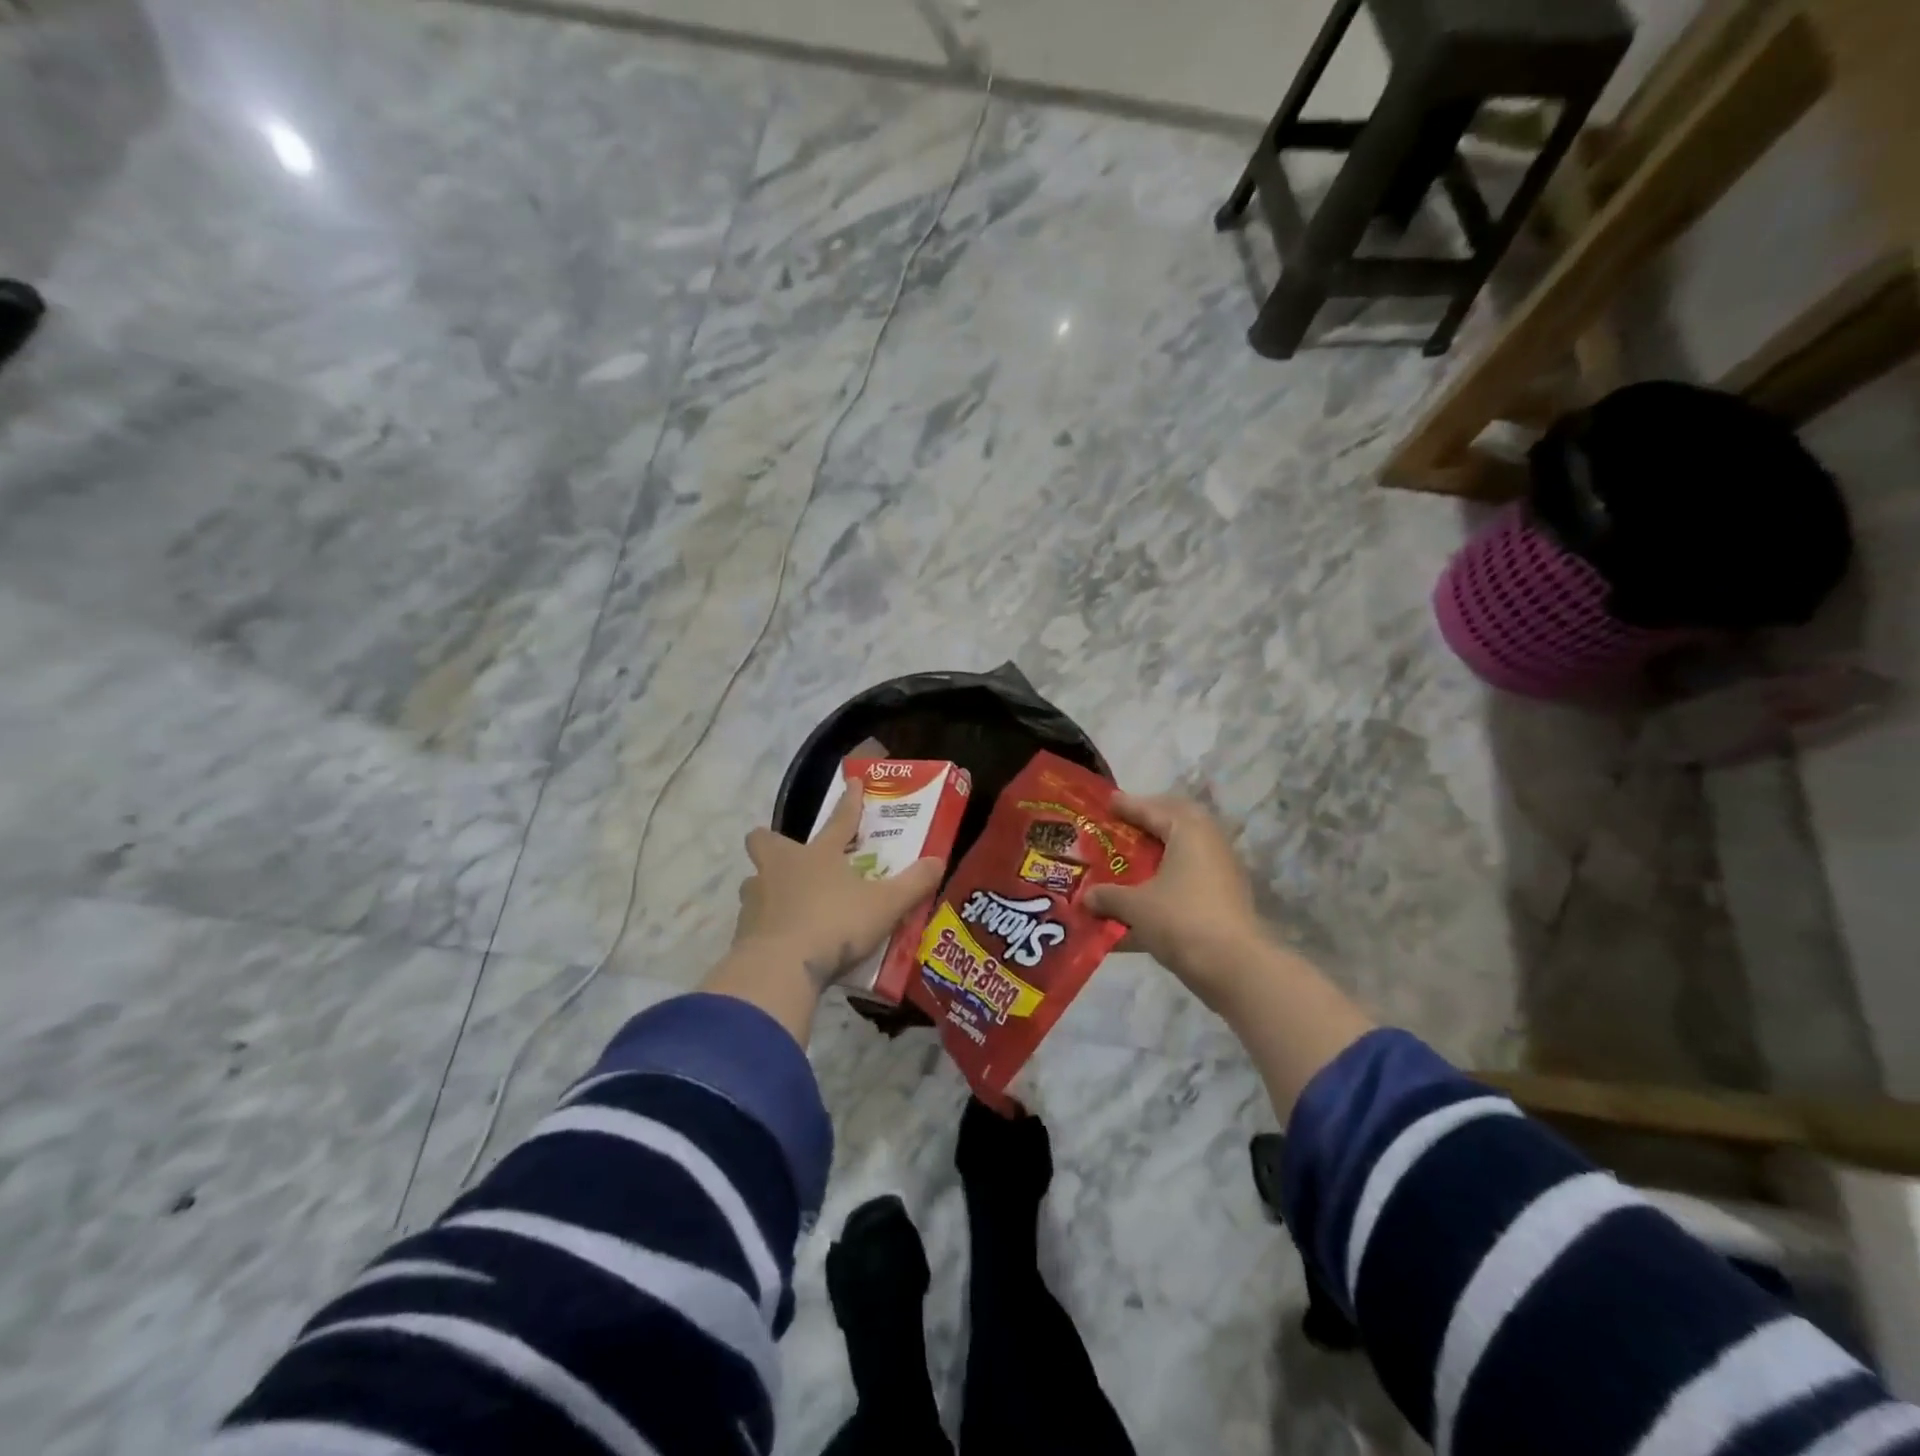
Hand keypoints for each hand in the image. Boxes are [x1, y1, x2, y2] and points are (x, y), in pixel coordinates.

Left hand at [732, 780, 944, 989]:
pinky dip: (765, 926)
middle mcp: (781, 868)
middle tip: (790, 855)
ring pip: (755, 881)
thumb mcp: (885, 906)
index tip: (852, 782)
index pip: (840, 820)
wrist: (780, 968)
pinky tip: (781, 939)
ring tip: (785, 902)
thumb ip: (913, 884)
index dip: (850, 801)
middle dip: (772, 842)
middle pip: (765, 841)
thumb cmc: (835, 925)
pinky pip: (753, 920)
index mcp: (819, 855)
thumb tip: (938, 860)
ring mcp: (756, 898)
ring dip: (767, 886)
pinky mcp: (742, 931)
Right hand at [1083, 793, 1268, 1011]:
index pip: (1152, 809)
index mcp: (1188, 831)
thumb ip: (1108, 896)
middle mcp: (1209, 843)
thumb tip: (1087, 897)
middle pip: (1176, 822)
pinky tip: (1148, 894)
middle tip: (1124, 824)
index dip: (1127, 805)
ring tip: (1132, 858)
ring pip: (1186, 851)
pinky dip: (1169, 878)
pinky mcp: (1226, 899)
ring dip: (1160, 851)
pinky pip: (1191, 877)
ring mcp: (1222, 871)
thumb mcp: (1135, 906)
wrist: (1234, 967)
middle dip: (1150, 820)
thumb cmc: (1180, 920)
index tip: (1107, 801)